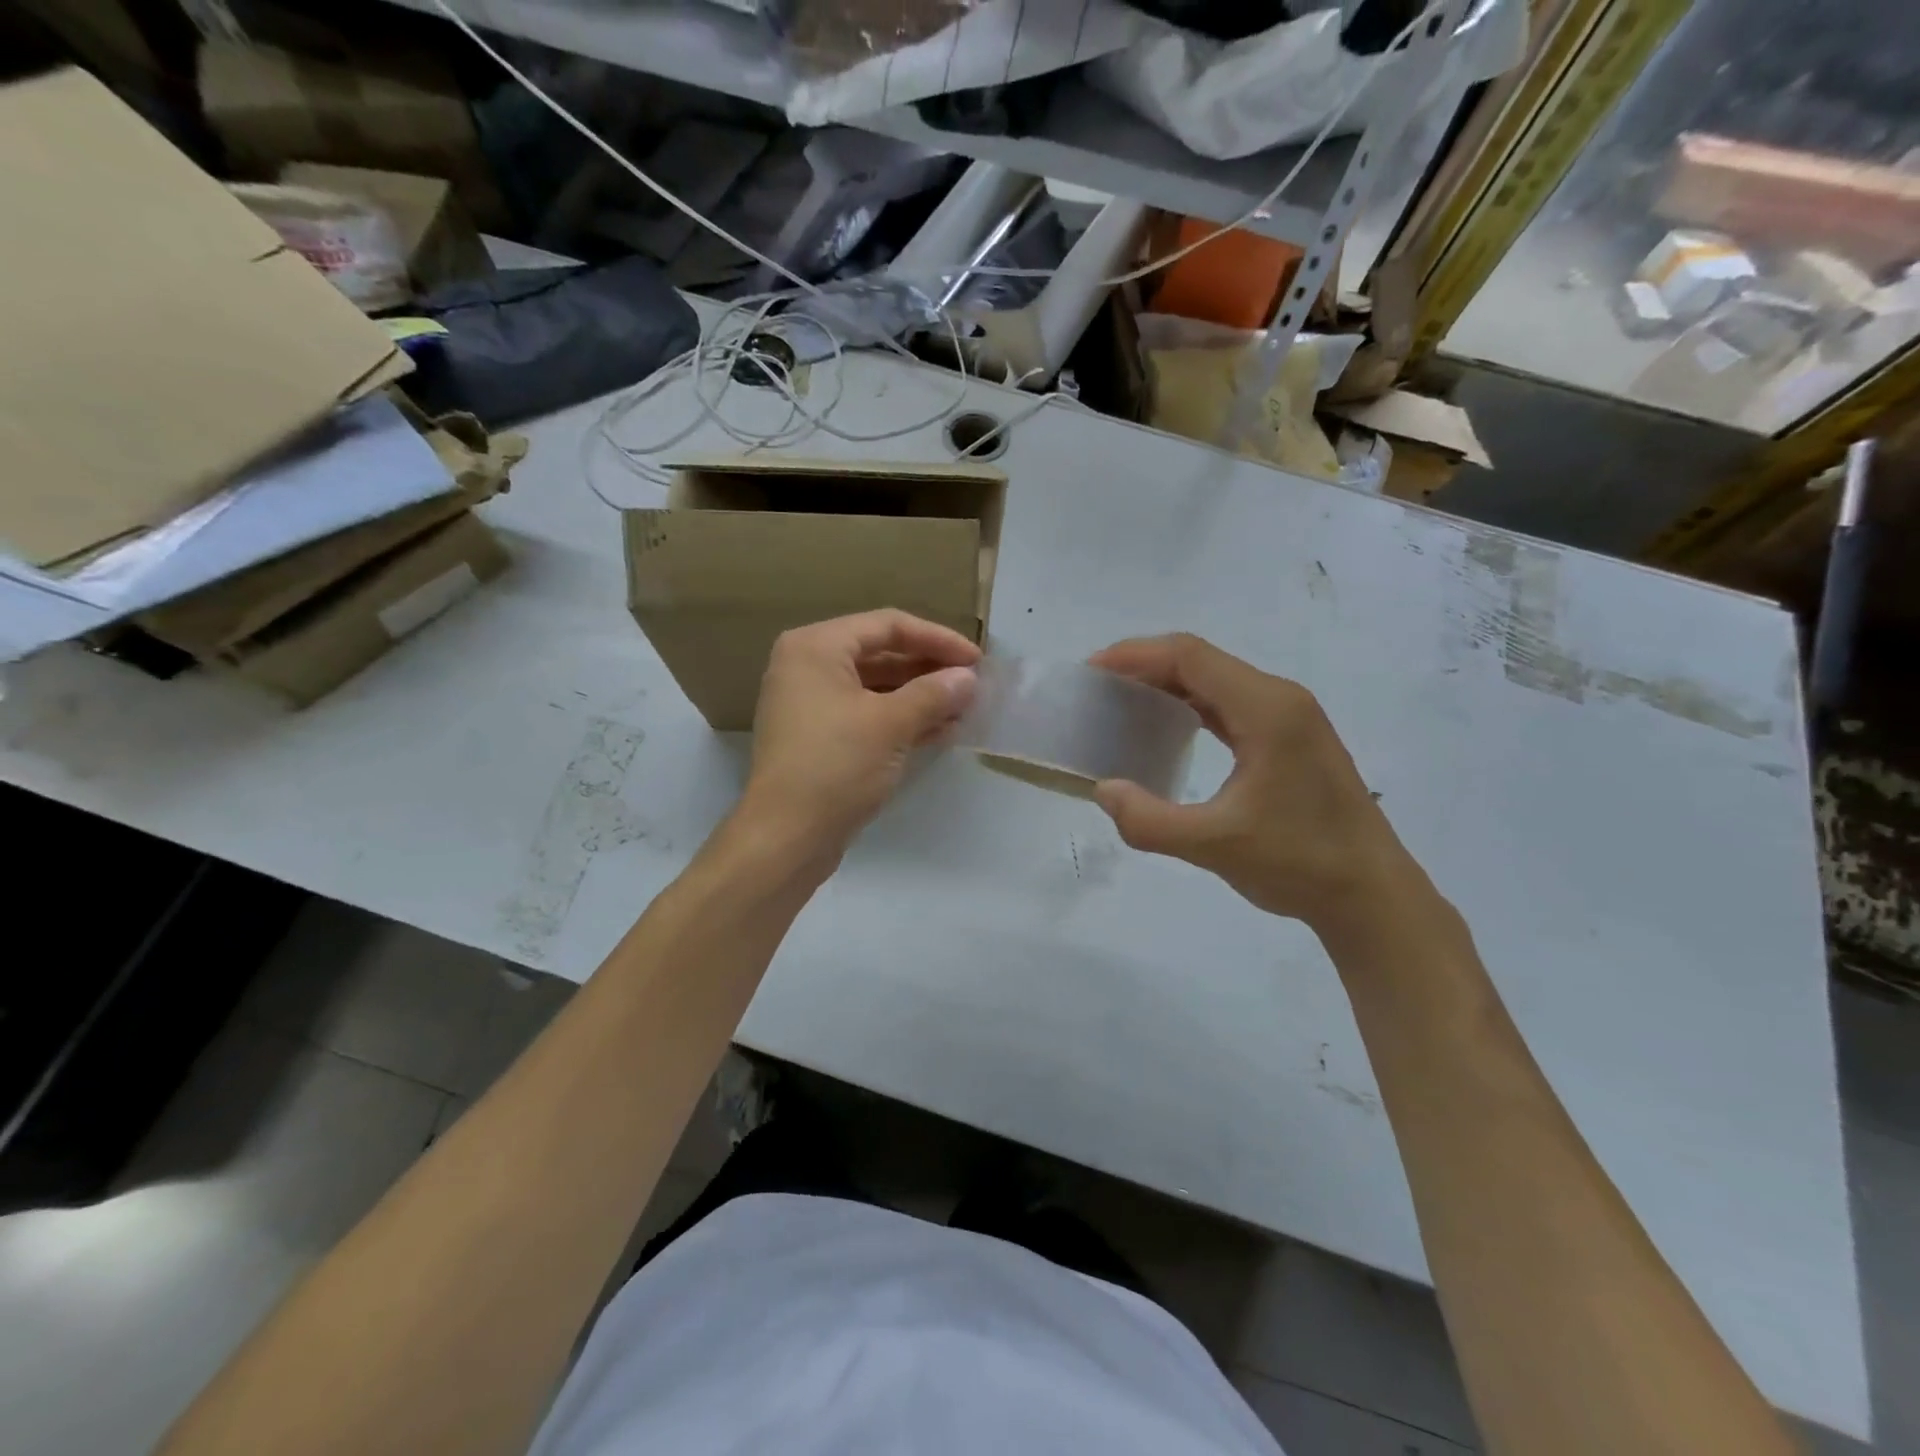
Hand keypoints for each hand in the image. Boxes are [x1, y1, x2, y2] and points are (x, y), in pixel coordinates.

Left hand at [737, 610, 980, 863]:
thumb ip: (934, 694)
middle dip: (929, 668)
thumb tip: (969, 678)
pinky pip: (867, 715)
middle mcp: (808, 667)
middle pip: (881, 653)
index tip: (976, 660)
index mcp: (816, 647)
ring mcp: (811, 704)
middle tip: (973, 684)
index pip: (887, 625)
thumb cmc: (836, 766)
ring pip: (876, 687)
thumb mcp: (891, 724)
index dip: (937, 639)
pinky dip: (901, 719)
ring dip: (920, 696)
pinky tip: (940, 731)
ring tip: (964, 709)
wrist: (786, 837)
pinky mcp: (819, 738)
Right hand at [1089, 633, 1415, 932]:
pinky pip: (1230, 703)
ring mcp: (1289, 717)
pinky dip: (1190, 705)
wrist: (1371, 895)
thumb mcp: (1214, 846)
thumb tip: (1104, 790)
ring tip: (1121, 702)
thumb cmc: (1299, 863)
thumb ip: (1149, 820)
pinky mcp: (1290, 738)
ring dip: (1167, 683)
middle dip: (1144, 665)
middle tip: (1097, 688)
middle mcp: (1280, 699)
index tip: (1091, 671)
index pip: (1190, 657)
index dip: (1135, 655)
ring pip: (1216, 680)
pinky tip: (1166, 727)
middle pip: (1201, 661)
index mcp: (1267, 710)